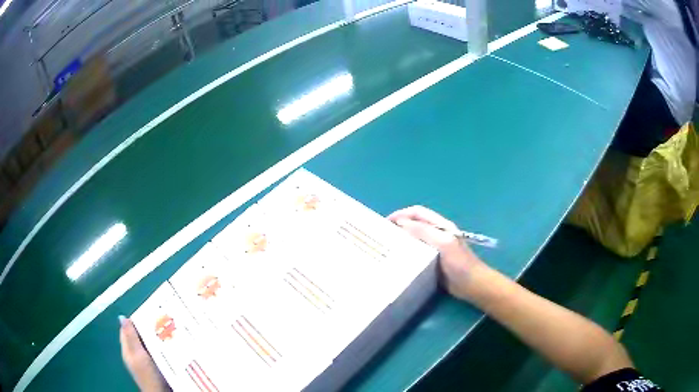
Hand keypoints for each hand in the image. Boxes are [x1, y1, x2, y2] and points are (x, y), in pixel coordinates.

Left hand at [119, 316, 169, 391]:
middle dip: (147, 329)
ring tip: (167, 331)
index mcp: (128, 350)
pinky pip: (157, 353)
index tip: (147, 312)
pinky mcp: (156, 368)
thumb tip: (121, 317)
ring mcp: (145, 362)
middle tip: (160, 321)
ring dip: (155, 339)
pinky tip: (170, 346)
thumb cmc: (148, 375)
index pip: (127, 330)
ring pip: (148, 345)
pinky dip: (161, 348)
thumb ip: (131, 338)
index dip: (134, 321)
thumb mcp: (139, 355)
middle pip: (138, 337)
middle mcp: (135, 355)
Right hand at [388, 206, 486, 299]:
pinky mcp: (432, 261)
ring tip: (387, 248)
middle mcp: (437, 234)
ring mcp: (435, 248)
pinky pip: (416, 253)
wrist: (472, 285)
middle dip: (398, 226)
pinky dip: (406, 253)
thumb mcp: (443, 243)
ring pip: (414, 238)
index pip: (418, 212)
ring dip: (401, 239)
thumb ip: (424, 231)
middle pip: (414, 224)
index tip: (385, 222)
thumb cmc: (459, 263)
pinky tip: (398, 261)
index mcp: (440, 225)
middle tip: (382, 236)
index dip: (401, 213)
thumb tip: (401, 222)